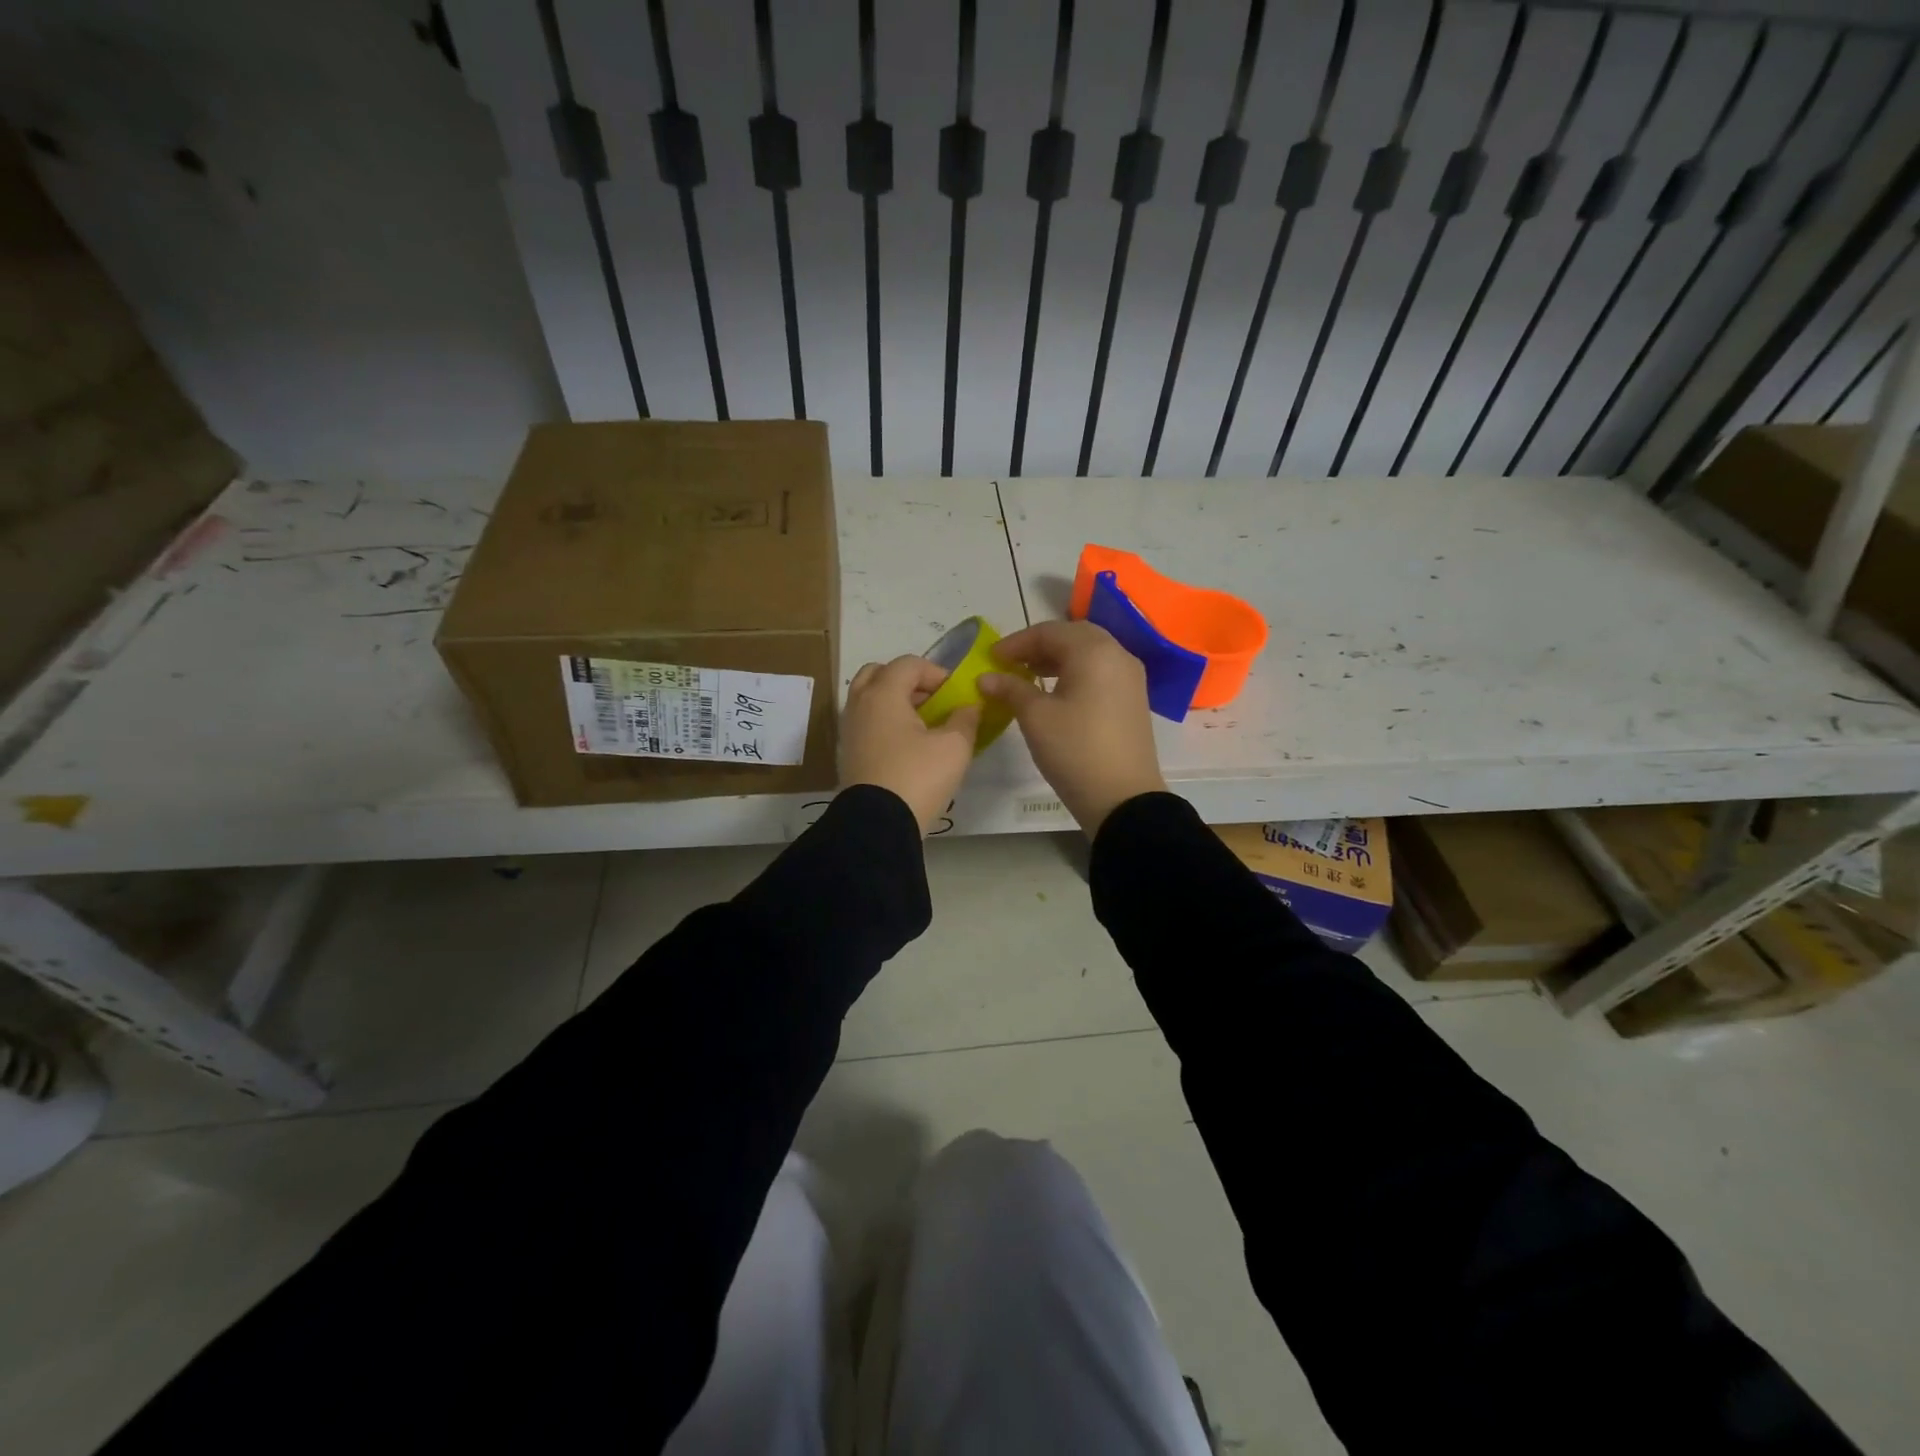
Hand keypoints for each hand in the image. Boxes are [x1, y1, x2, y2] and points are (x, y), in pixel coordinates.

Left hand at [839, 656, 981, 834]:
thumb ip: (965, 719)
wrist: (878, 824)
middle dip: (907, 681)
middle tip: (931, 701)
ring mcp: (849, 730)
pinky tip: (907, 746)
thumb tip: (968, 708)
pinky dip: (884, 723)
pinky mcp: (848, 754)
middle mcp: (860, 705)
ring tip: (922, 725)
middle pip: (879, 674)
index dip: (936, 672)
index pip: (908, 664)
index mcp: (883, 694)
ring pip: (869, 699)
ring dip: (895, 702)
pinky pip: (866, 723)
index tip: (955, 694)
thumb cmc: (918, 776)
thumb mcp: (954, 746)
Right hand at [978, 620, 1165, 835]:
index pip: (1049, 631)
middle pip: (1073, 636)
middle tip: (1011, 662)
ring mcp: (1130, 678)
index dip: (1016, 642)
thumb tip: (986, 677)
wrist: (1123, 799)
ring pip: (1089, 654)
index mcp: (1094, 651)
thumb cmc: (1075, 750)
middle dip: (1039, 646)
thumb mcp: (1036, 717)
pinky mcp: (1133, 699)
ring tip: (1028, 676)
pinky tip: (1055, 693)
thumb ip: (1010, 689)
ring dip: (1057, 659)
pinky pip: (1100, 672)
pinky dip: (1075, 673)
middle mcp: (1118, 655)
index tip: (991, 658)